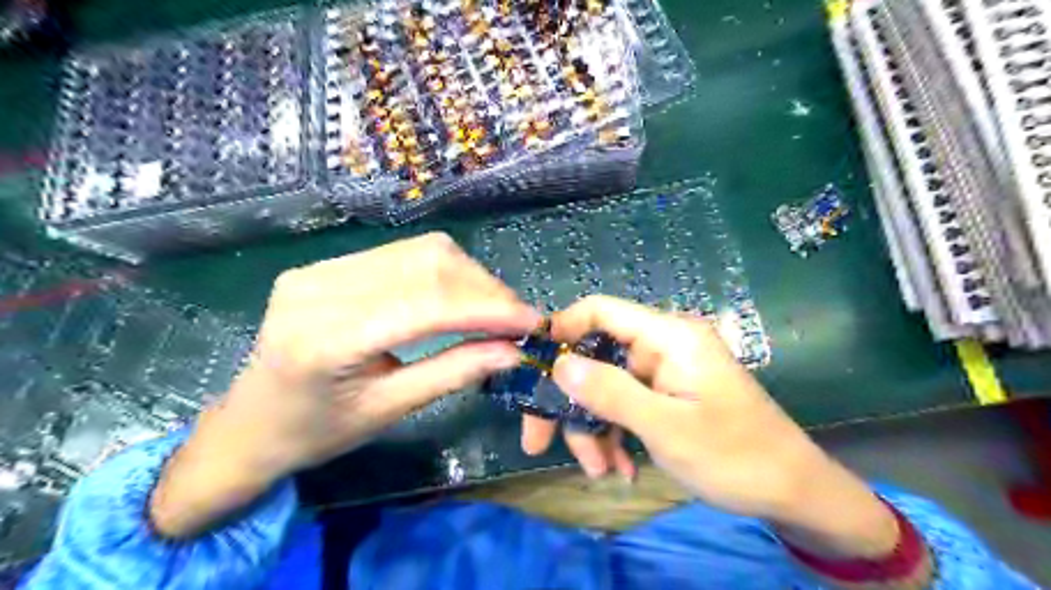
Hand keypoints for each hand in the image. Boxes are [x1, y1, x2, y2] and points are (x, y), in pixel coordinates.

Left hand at [149, 234, 540, 535]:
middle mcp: (319, 288)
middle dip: (483, 288)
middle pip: (427, 262)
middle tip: (515, 318)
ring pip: (419, 251)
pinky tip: (457, 298)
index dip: (488, 308)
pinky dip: (442, 273)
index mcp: (327, 339)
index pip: (427, 304)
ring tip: (492, 309)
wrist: (248, 424)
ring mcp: (319, 268)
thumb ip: (454, 372)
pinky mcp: (325, 264)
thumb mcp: (390, 409)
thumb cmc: (317, 432)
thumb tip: (513, 349)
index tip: (531, 322)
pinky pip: (401, 255)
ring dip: (468, 277)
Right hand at [537, 297, 899, 563]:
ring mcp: (664, 373)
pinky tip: (620, 468)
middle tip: (539, 442)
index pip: (601, 311)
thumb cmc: (735, 455)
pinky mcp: (666, 396)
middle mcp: (662, 346)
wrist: (794, 493)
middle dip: (570, 401)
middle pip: (596, 357)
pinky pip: (626, 405)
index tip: (532, 367)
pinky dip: (616, 434)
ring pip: (606, 387)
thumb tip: (558, 363)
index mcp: (669, 336)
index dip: (562, 330)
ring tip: (599, 471)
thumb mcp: (666, 427)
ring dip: (594, 428)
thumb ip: (610, 392)